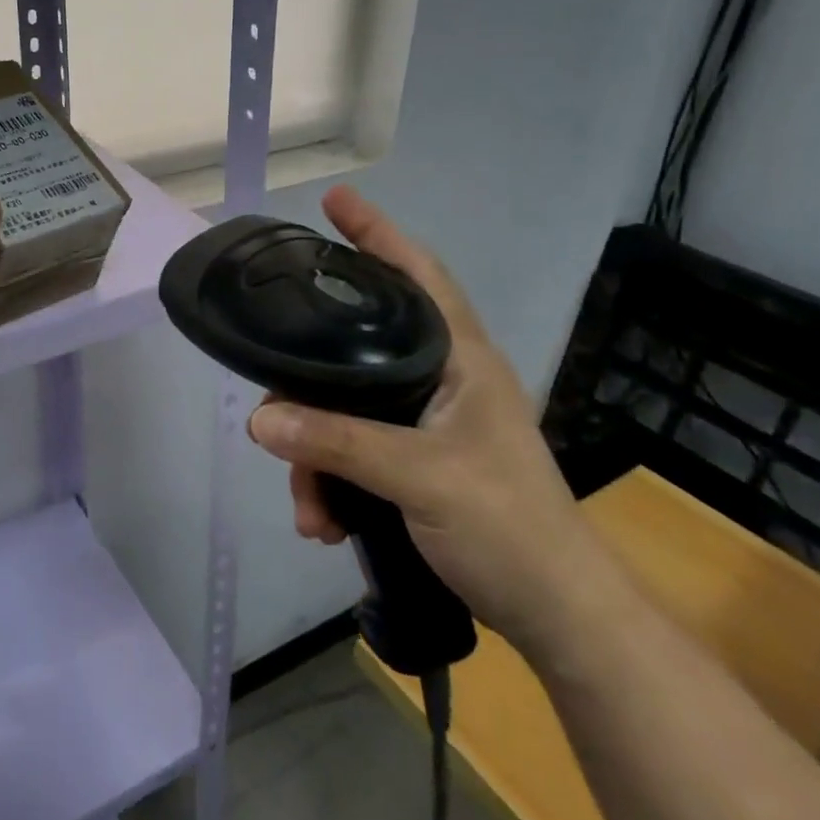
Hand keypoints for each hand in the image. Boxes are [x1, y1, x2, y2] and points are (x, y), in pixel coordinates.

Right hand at [247, 185, 606, 655]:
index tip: (334, 201)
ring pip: (346, 410)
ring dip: (315, 455)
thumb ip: (337, 443)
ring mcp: (427, 423)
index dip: (377, 233)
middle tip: (273, 398)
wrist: (560, 618)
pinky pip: (353, 451)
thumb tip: (259, 418)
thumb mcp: (419, 477)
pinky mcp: (416, 462)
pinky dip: (331, 482)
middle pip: (358, 351)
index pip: (418, 274)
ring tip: (308, 508)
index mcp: (460, 359)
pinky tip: (322, 521)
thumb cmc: (508, 528)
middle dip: (309, 384)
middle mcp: (442, 379)